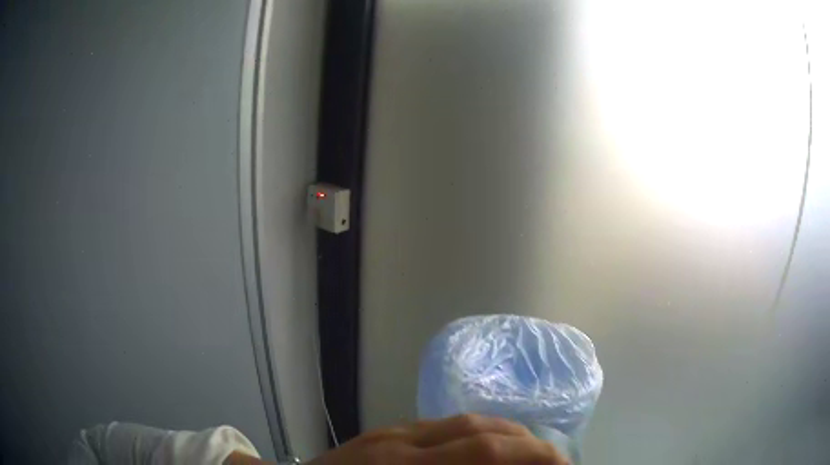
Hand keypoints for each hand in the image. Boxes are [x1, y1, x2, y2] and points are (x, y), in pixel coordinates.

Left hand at [306, 414, 569, 464]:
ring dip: (506, 436)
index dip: (532, 458)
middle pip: (479, 431)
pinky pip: (444, 425)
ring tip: (530, 453)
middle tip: (555, 461)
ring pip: (464, 421)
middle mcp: (398, 446)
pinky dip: (476, 434)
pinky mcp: (383, 432)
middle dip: (528, 445)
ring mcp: (389, 434)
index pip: (483, 454)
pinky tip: (487, 450)